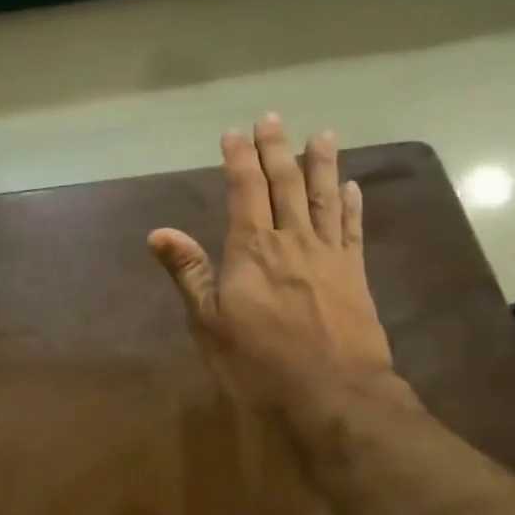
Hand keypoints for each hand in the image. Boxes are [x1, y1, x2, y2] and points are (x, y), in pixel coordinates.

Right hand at [149, 117, 397, 420]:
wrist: (333, 394)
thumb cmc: (260, 363)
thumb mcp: (209, 323)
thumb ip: (189, 273)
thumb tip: (159, 232)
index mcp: (252, 249)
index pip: (245, 191)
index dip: (239, 159)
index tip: (234, 132)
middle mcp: (292, 241)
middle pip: (285, 184)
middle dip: (276, 149)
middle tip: (271, 119)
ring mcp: (329, 256)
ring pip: (323, 198)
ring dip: (320, 164)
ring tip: (321, 135)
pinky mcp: (355, 275)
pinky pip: (353, 229)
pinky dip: (351, 204)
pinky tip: (350, 186)